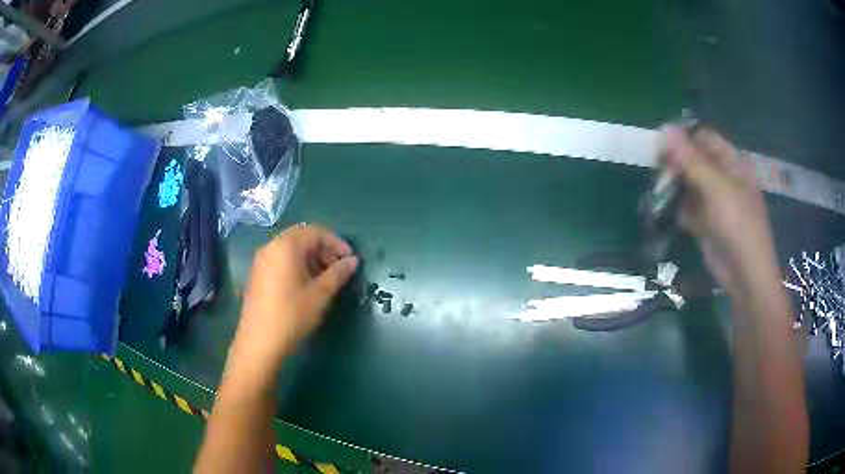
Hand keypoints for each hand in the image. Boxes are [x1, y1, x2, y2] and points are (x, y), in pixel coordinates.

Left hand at [228, 224, 357, 379]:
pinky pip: (281, 260)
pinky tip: (306, 285)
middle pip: (301, 237)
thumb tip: (353, 261)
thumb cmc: (292, 315)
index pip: (315, 232)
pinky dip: (297, 265)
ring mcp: (261, 260)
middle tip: (338, 269)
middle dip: (323, 250)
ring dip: (311, 258)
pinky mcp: (257, 274)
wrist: (259, 342)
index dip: (336, 242)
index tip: (350, 259)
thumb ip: (338, 273)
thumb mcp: (320, 294)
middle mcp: (271, 246)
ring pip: (291, 249)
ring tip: (325, 279)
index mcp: (286, 246)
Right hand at [663, 126, 778, 290]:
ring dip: (673, 186)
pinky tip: (664, 211)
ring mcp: (715, 202)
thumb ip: (690, 159)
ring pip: (689, 184)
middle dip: (676, 164)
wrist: (745, 276)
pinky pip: (688, 208)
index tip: (660, 147)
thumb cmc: (738, 225)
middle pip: (695, 160)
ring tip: (658, 192)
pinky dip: (676, 208)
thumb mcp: (716, 188)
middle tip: (657, 172)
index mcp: (732, 163)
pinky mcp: (706, 223)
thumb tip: (665, 128)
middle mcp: (723, 178)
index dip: (683, 139)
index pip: (704, 139)